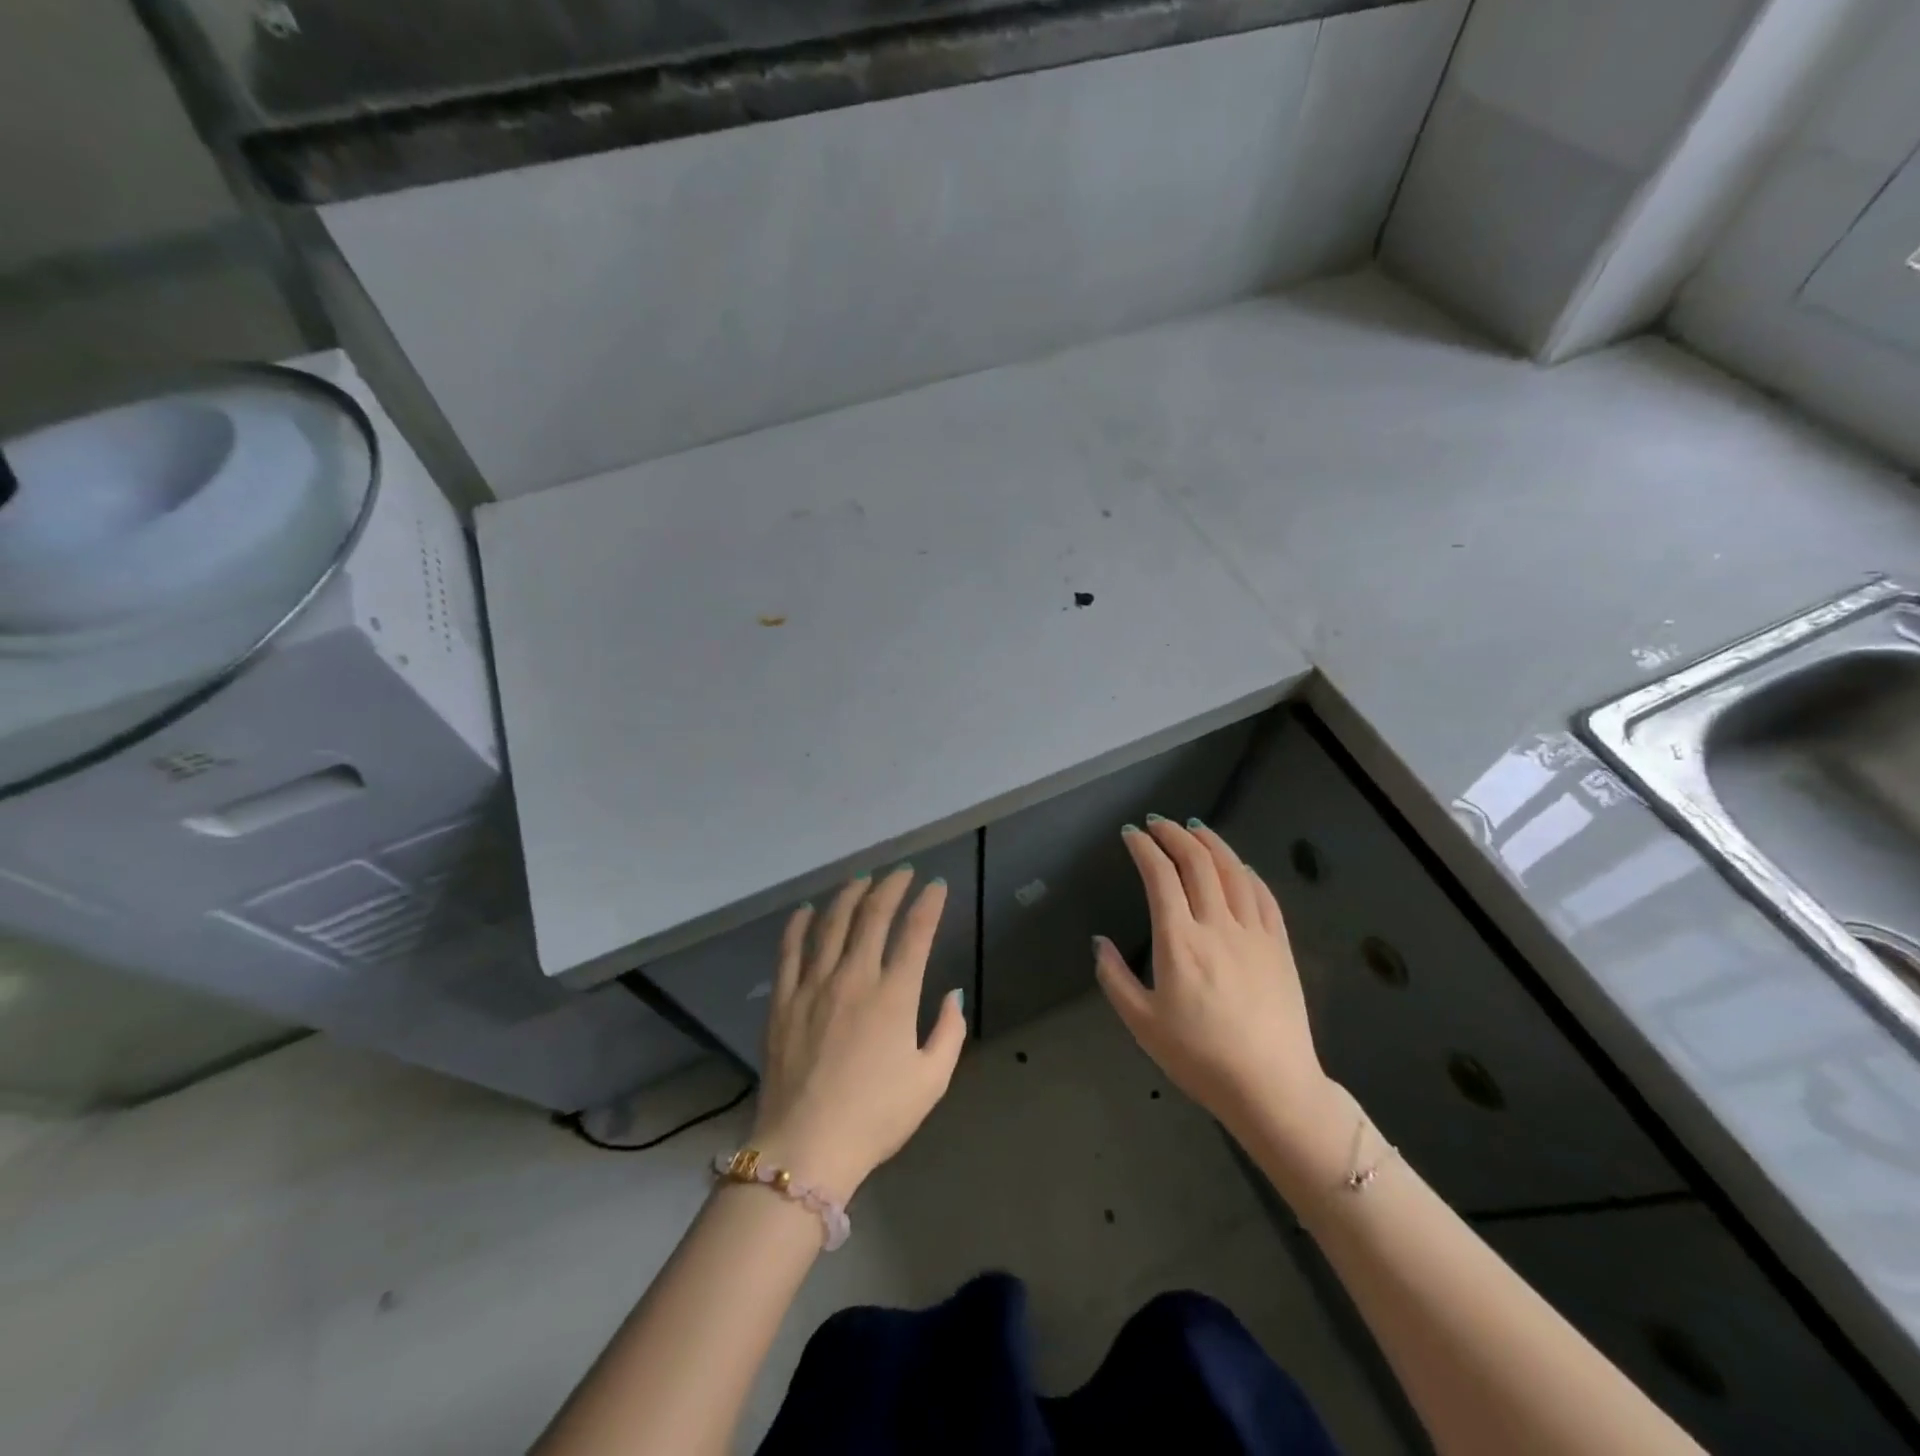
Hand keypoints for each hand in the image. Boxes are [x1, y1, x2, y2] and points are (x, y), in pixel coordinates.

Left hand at [751, 868, 966, 1200]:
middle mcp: (854, 978)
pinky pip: (789, 950)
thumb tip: (953, 993)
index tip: (936, 886)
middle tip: (901, 873)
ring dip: (849, 895)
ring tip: (861, 879)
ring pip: (831, 923)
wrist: (806, 1149)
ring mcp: (813, 985)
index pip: (916, 933)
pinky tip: (807, 910)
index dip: (928, 904)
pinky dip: (799, 924)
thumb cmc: (875, 1118)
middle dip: (891, 887)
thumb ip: (949, 1032)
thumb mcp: (931, 1081)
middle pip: (873, 916)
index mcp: (894, 996)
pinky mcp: (784, 1000)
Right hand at [1095, 818, 1342, 1154]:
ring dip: (1211, 843)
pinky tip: (1238, 866)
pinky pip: (1264, 896)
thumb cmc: (1200, 1058)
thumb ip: (1114, 978)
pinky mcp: (1280, 947)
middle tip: (1158, 822)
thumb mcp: (1142, 1024)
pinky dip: (1247, 872)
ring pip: (1233, 871)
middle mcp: (1217, 926)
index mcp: (1179, 942)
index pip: (1160, 877)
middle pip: (1197, 863)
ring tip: (1195, 829)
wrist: (1271, 1087)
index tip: (1131, 834)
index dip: (1144, 848)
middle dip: (1174, 835)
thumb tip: (1099, 942)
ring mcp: (1254, 934)